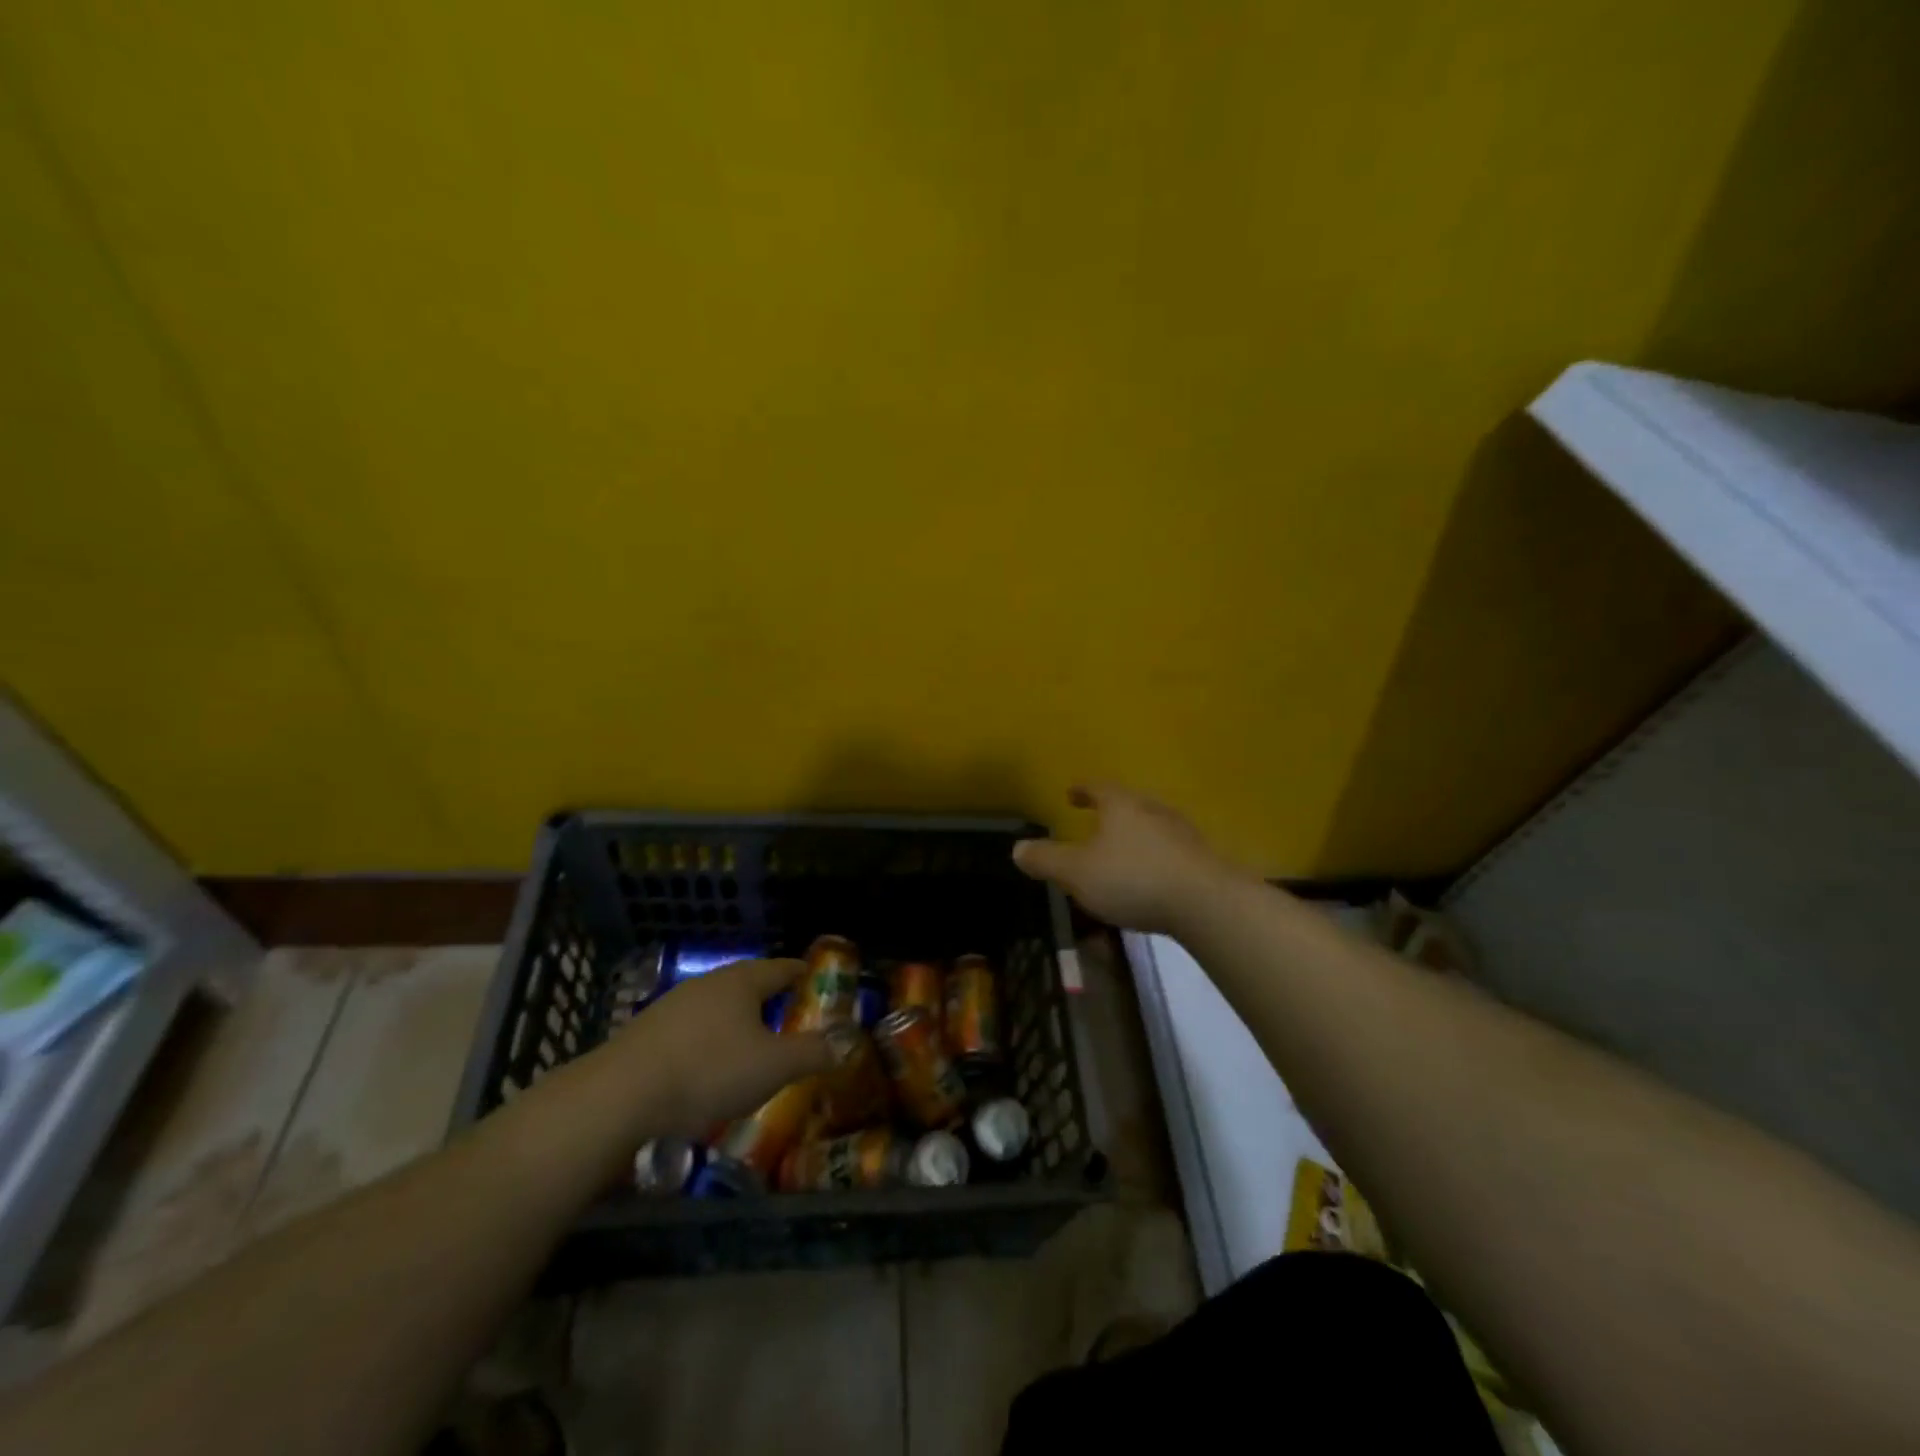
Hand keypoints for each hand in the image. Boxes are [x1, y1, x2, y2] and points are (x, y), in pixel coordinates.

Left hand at [612, 958, 834, 1134]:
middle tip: (792, 1023)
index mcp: (742, 980)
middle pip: (750, 984)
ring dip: (738, 1024)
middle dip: (772, 1001)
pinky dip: (709, 1044)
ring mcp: (673, 1005)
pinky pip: (692, 1030)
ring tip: (753, 1051)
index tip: (822, 985)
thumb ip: (813, 1053)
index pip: (783, 967)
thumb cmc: (708, 1071)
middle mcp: (709, 983)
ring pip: (718, 1008)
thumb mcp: (773, 1067)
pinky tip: (708, 1071)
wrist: (618, 1097)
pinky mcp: (647, 1032)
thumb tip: (846, 1042)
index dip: (805, 976)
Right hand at [1013, 783, 1239, 933]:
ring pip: (1152, 827)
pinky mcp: (1202, 861)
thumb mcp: (1077, 872)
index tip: (1072, 793)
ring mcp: (1183, 834)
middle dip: (1111, 812)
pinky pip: (1171, 852)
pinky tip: (1151, 878)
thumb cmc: (1133, 879)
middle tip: (1096, 821)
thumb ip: (1046, 860)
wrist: (1207, 903)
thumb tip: (1018, 847)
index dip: (1083, 790)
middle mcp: (1154, 811)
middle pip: (1129, 804)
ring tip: (1122, 852)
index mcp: (1122, 806)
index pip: (1098, 788)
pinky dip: (1155, 858)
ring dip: (1135, 835)